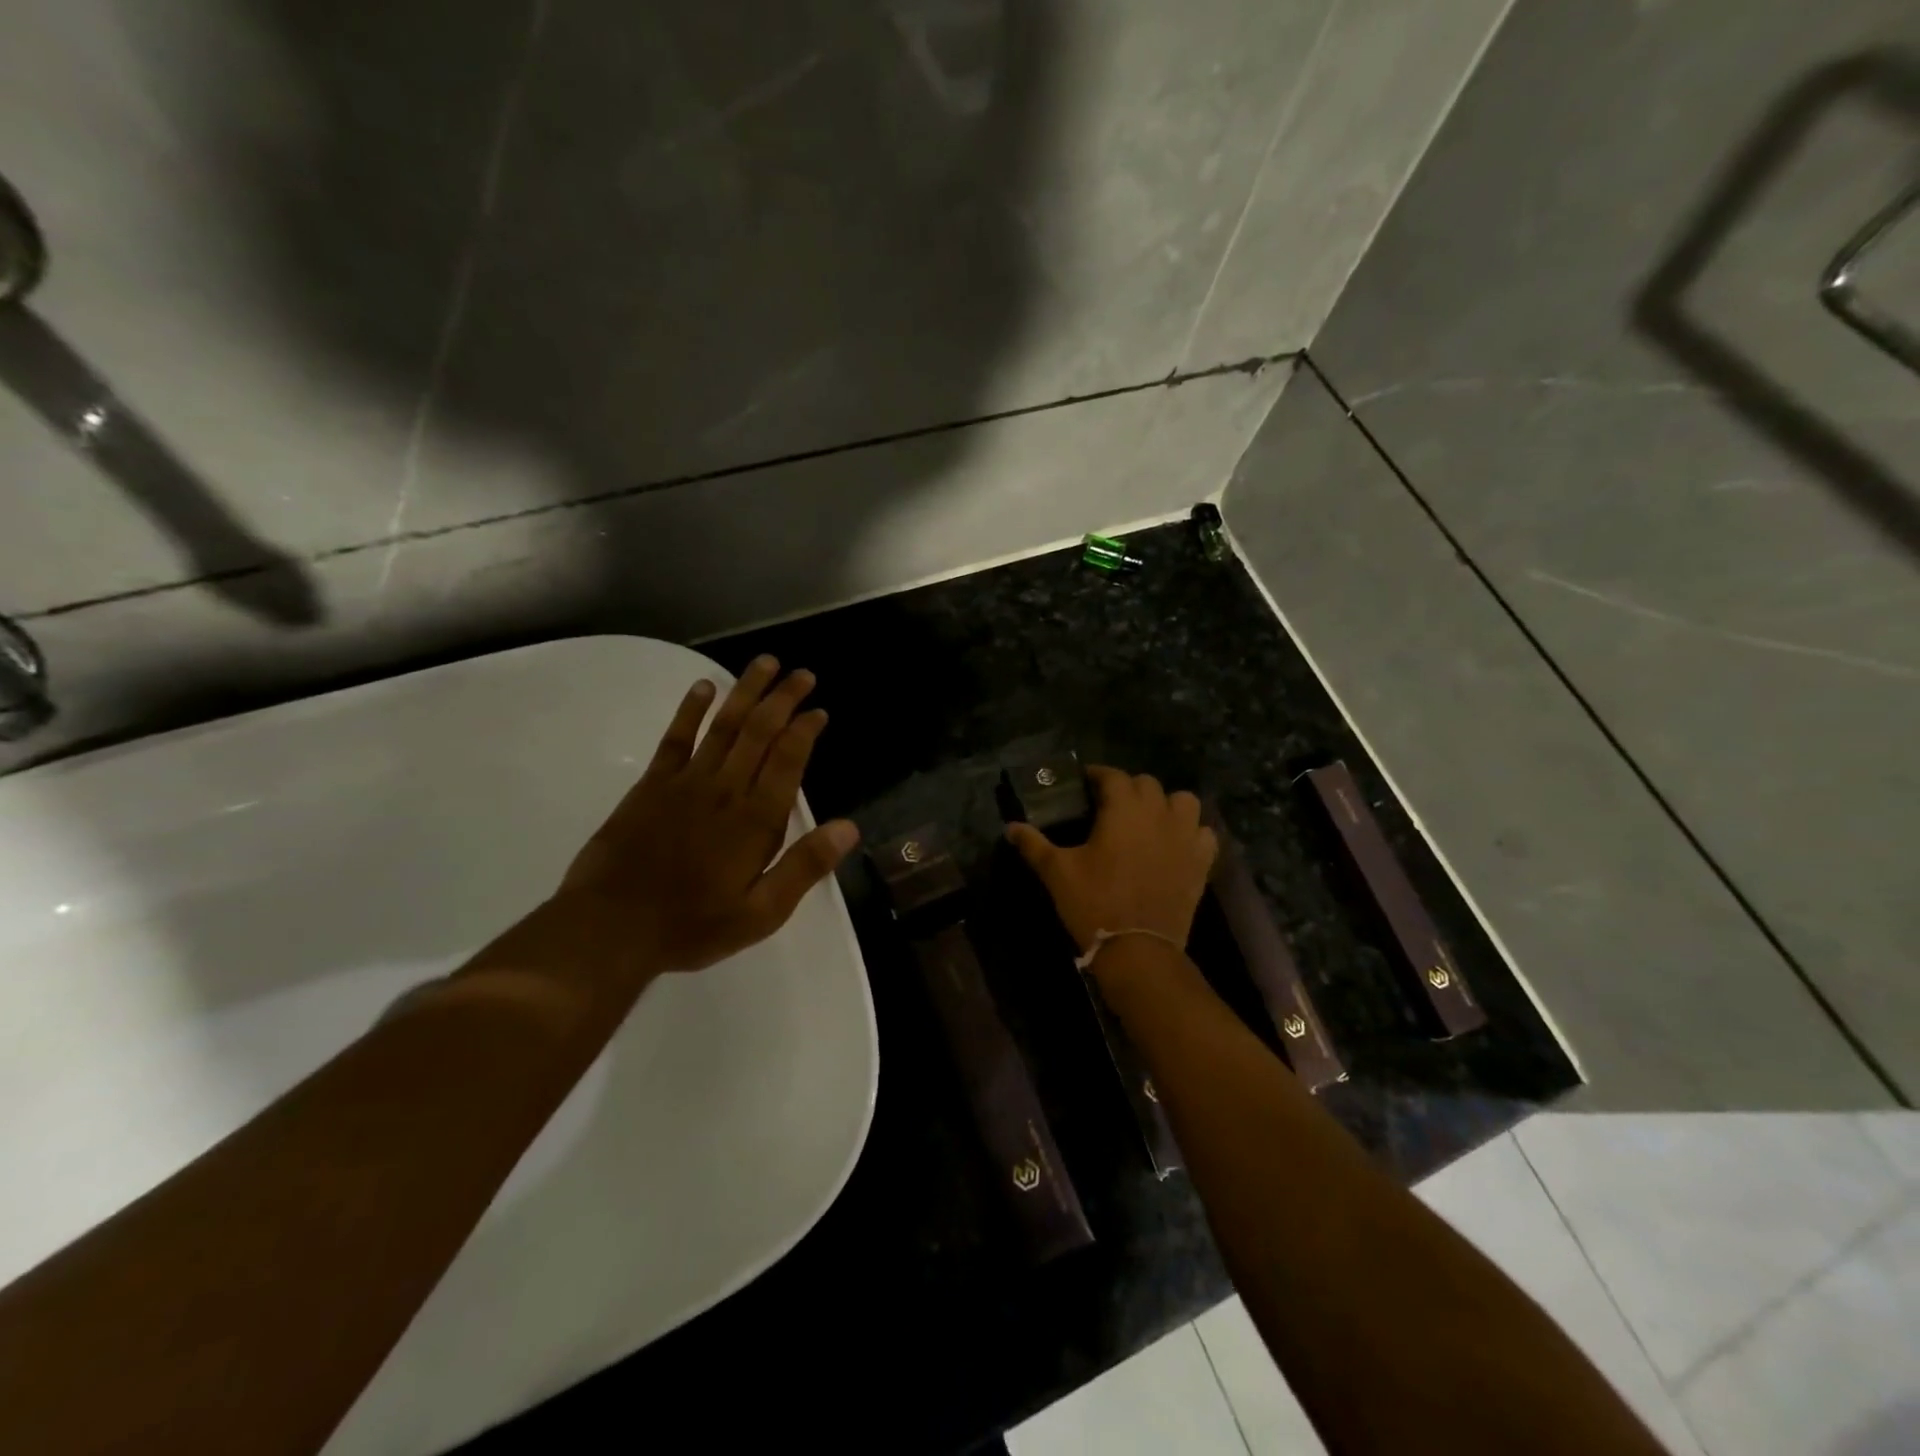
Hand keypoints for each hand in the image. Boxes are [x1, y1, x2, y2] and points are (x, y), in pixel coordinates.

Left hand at [557, 656, 860, 972]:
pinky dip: (690, 710)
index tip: (819, 710)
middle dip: (783, 699)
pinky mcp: (652, 785)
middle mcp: (725, 790)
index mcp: (756, 820)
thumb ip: (804, 867)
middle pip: (760, 732)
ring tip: (765, 663)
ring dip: (746, 692)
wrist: (611, 927)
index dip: (805, 730)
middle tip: (802, 674)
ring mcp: (686, 782)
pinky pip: (675, 738)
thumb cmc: (693, 925)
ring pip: (724, 725)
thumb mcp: (761, 913)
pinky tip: (703, 687)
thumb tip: (849, 828)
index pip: (788, 760)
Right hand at [1007, 766, 1217, 957]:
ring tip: (1148, 820)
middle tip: (1109, 806)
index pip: (1113, 776)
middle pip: (1147, 784)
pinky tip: (1175, 844)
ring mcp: (1185, 838)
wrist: (1138, 950)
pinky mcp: (1201, 862)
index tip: (1084, 783)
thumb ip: (1033, 844)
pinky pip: (1203, 834)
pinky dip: (1191, 832)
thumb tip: (1010, 826)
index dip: (1097, 775)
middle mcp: (1159, 814)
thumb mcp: (1056, 872)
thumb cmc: (1094, 903)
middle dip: (1128, 788)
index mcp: (1123, 810)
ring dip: (1165, 804)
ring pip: (1183, 802)